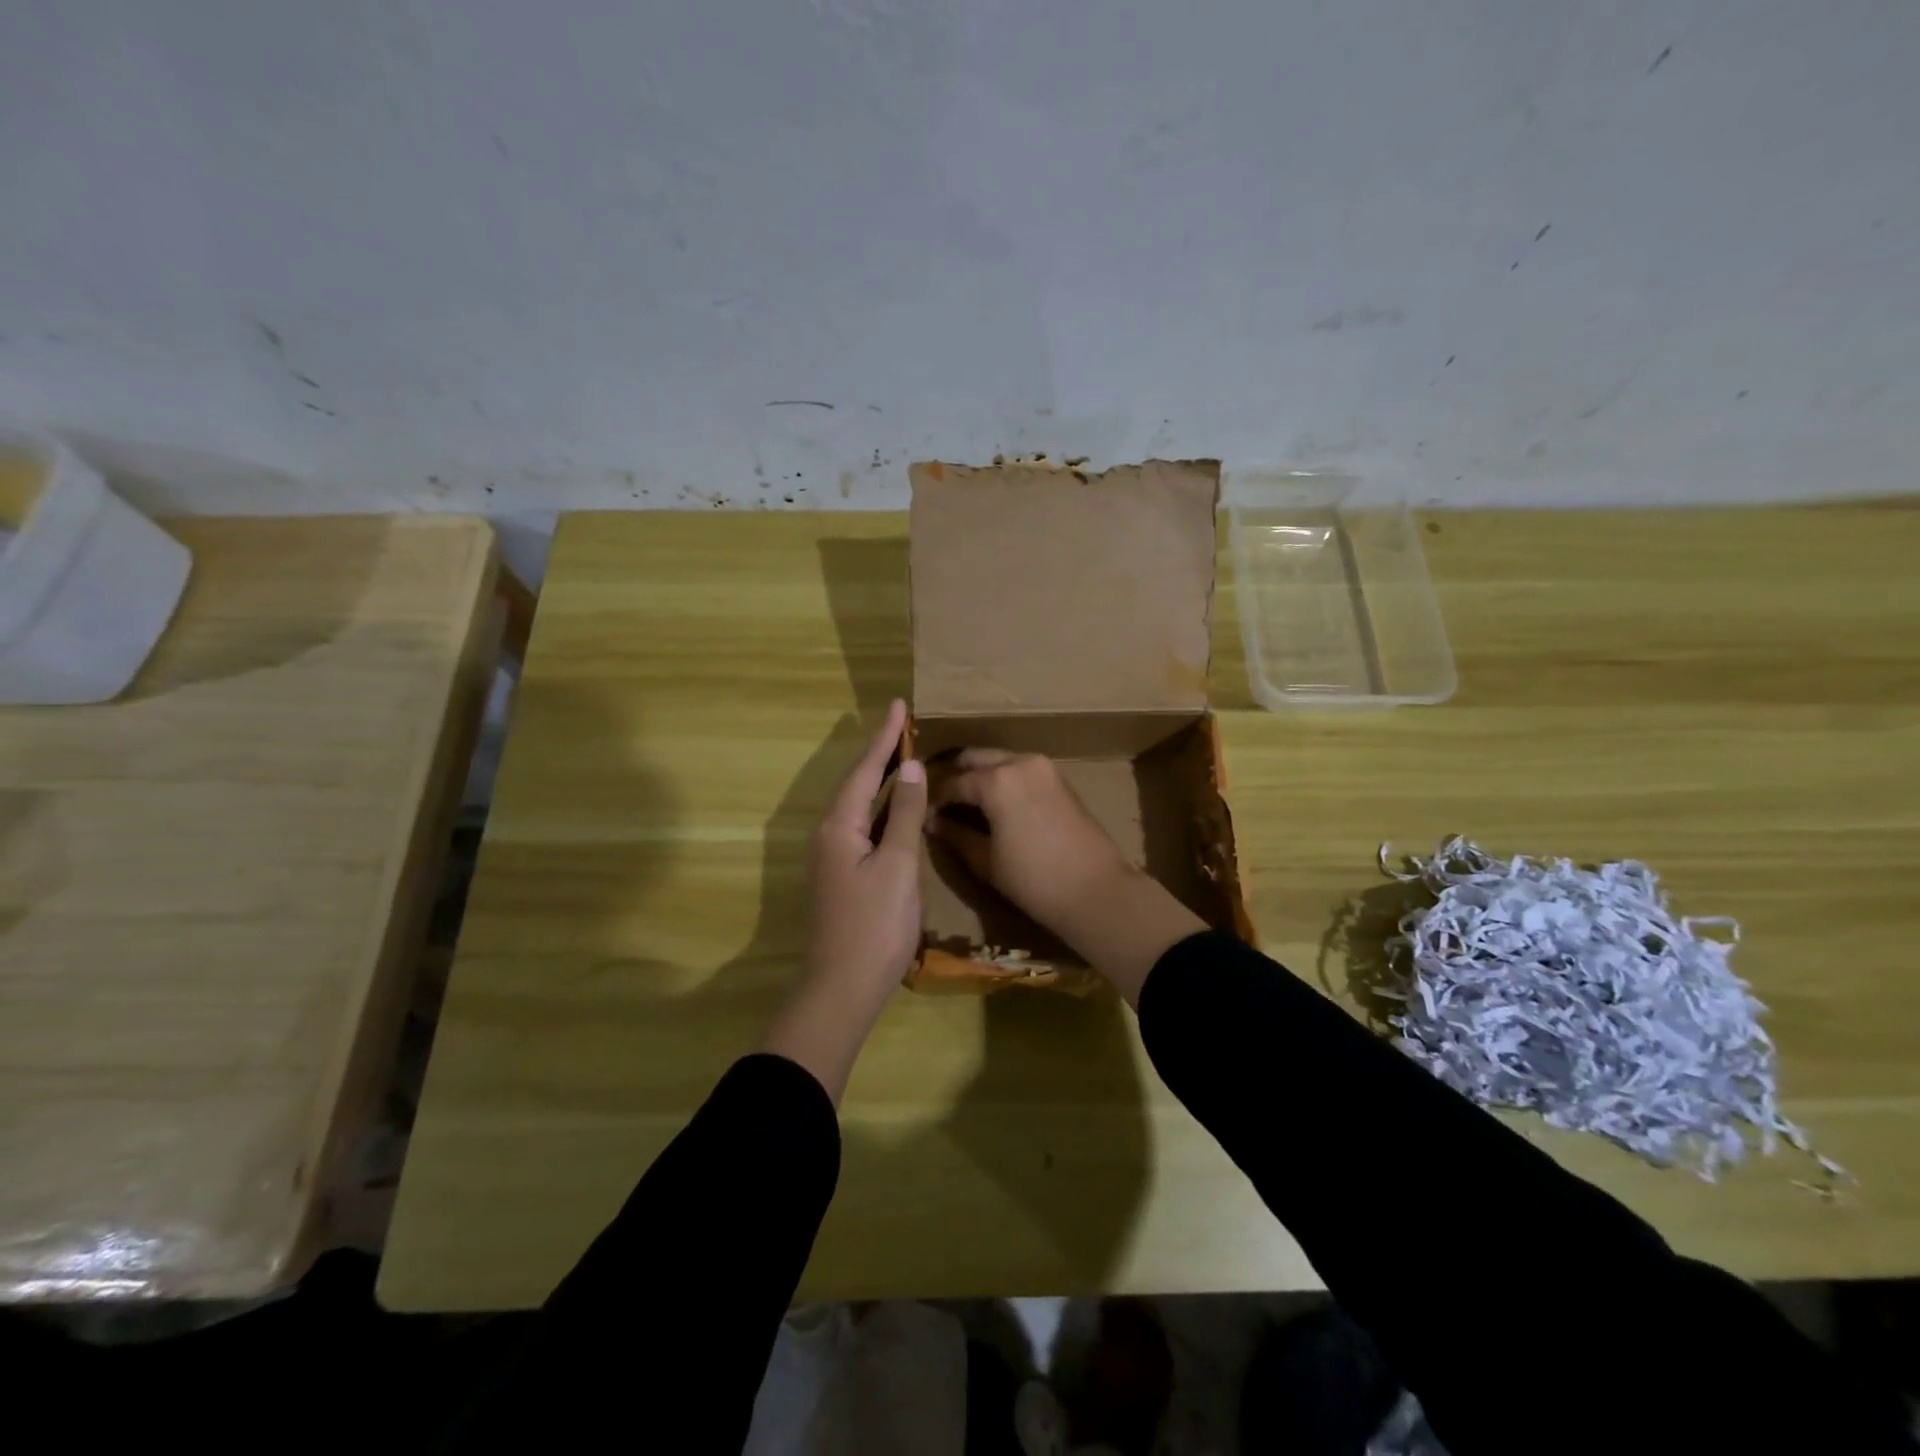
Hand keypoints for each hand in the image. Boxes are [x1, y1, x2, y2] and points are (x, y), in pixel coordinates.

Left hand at [760, 700, 927, 1103]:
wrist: (841, 989)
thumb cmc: (874, 926)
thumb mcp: (898, 866)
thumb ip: (906, 815)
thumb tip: (912, 769)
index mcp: (840, 825)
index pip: (866, 769)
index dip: (884, 737)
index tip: (899, 705)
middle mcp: (829, 834)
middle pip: (858, 783)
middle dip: (881, 754)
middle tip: (904, 726)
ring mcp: (833, 856)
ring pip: (860, 805)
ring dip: (882, 779)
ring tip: (904, 755)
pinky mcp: (841, 875)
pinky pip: (863, 826)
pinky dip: (883, 808)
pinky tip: (898, 808)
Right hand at [928, 749, 1133, 930]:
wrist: (1096, 890)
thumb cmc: (1034, 880)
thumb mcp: (986, 861)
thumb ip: (956, 835)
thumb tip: (933, 821)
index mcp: (996, 780)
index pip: (952, 783)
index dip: (934, 800)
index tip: (924, 816)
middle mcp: (1018, 762)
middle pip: (975, 758)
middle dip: (955, 776)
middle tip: (941, 803)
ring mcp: (1042, 767)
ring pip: (999, 760)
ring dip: (980, 775)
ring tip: (966, 803)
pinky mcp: (1058, 778)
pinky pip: (1020, 769)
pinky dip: (1003, 779)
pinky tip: (995, 803)